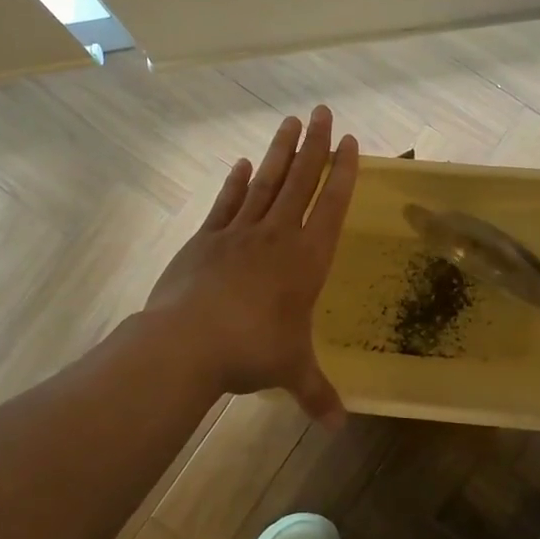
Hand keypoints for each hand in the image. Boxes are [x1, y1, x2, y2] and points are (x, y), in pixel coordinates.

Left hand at [144, 107, 359, 426]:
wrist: (188, 341)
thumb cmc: (252, 351)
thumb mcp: (291, 372)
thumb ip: (317, 393)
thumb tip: (339, 427)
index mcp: (307, 259)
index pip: (332, 206)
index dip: (344, 173)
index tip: (351, 144)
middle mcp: (278, 236)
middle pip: (302, 181)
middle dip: (316, 146)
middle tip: (324, 111)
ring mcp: (240, 232)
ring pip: (267, 182)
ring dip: (281, 151)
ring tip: (291, 122)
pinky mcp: (207, 238)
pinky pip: (227, 203)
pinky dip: (236, 181)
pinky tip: (243, 162)